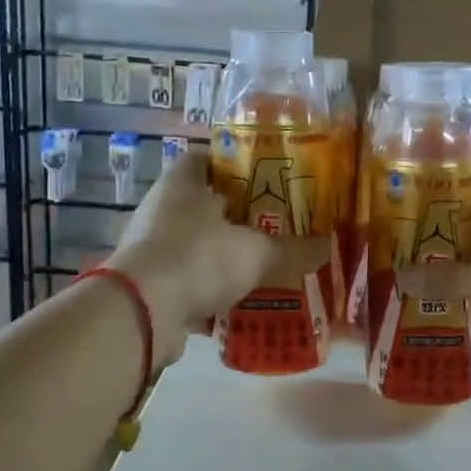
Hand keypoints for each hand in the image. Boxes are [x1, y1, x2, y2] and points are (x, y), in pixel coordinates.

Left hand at [108, 151, 276, 364]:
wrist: (142, 312)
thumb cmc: (199, 258)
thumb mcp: (256, 252)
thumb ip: (293, 249)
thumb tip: (328, 247)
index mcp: (183, 182)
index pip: (210, 158)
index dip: (239, 165)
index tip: (269, 180)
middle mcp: (162, 208)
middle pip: (206, 205)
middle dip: (240, 217)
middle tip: (277, 226)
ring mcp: (151, 247)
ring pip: (197, 245)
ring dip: (224, 257)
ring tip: (264, 266)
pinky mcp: (148, 284)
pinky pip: (188, 281)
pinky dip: (210, 292)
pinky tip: (240, 303)